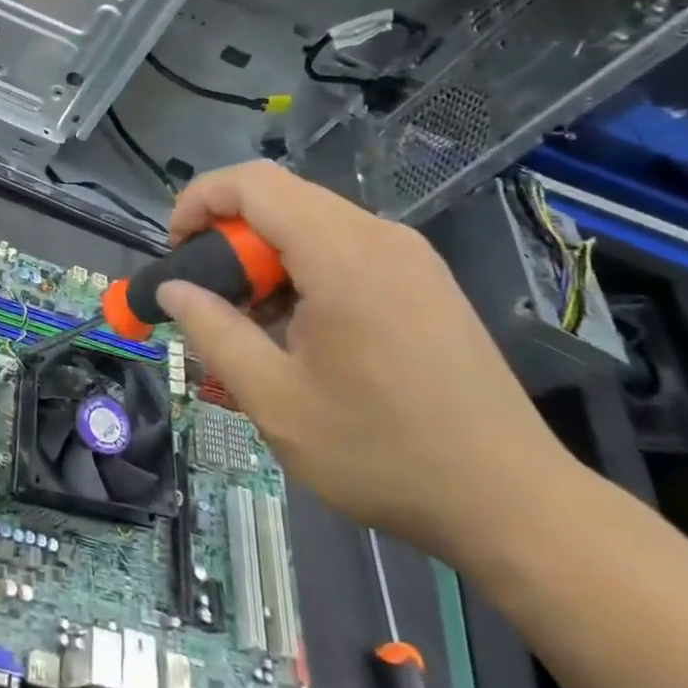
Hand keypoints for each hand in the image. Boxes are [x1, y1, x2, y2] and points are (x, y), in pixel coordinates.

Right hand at [156, 162, 577, 569]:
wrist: (514, 504)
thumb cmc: (383, 453)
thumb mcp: (275, 400)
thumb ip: (213, 331)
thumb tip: (172, 288)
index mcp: (342, 255)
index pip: (253, 183)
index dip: (199, 201)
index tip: (175, 252)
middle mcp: (380, 236)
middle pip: (281, 197)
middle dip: (229, 233)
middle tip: (211, 295)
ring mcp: (410, 255)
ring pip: (312, 220)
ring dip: (266, 252)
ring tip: (254, 318)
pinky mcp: (426, 279)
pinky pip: (346, 244)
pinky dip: (304, 265)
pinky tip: (303, 326)